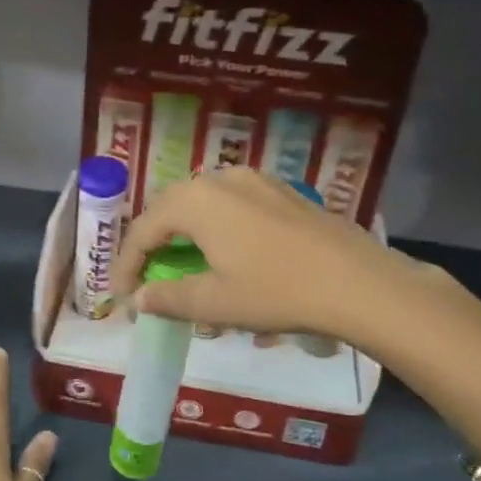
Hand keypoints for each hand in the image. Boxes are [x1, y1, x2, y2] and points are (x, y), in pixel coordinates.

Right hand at [110, 168, 398, 338]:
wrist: (358, 282)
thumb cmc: (277, 291)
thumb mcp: (215, 302)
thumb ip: (168, 298)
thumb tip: (139, 299)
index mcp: (196, 200)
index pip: (144, 229)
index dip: (127, 263)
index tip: (122, 295)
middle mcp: (220, 178)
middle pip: (170, 208)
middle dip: (153, 242)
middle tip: (148, 277)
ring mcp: (255, 180)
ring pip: (203, 203)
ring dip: (185, 232)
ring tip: (184, 264)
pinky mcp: (281, 191)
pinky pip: (232, 204)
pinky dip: (216, 227)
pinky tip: (227, 252)